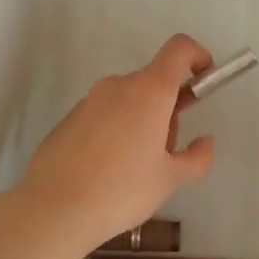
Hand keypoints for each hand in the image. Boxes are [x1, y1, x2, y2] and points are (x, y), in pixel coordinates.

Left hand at [16, 34, 217, 255]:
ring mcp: (89, 100)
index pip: (179, 49)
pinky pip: (104, 114)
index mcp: (149, 91)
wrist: (53, 209)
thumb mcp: (170, 180)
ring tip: (135, 168)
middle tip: (167, 151)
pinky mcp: (69, 118)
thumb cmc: (122, 189)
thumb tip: (205, 142)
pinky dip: (116, 131)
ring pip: (129, 99)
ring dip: (142, 121)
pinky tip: (107, 170)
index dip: (198, 57)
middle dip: (169, 108)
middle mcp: (118, 85)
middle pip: (154, 81)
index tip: (204, 83)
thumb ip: (197, 157)